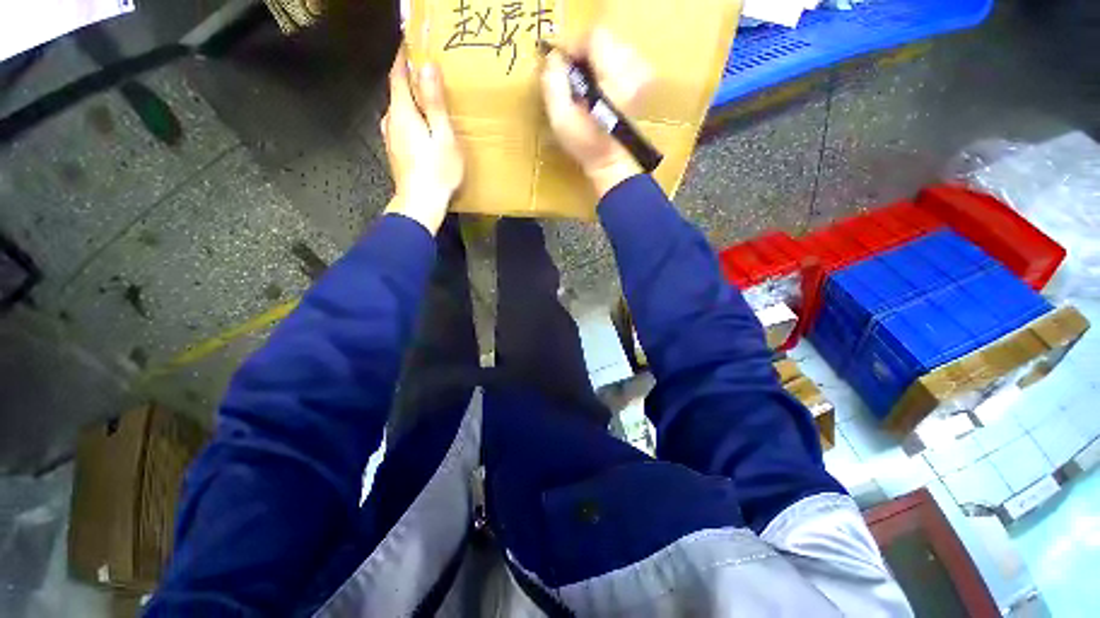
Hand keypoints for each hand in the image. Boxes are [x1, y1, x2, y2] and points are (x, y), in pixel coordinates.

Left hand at [382, 47, 464, 234]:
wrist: (420, 203)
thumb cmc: (436, 171)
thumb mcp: (443, 136)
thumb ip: (434, 102)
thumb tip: (427, 66)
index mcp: (403, 112)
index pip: (398, 74)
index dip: (404, 56)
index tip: (413, 41)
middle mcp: (391, 120)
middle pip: (397, 91)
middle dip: (409, 78)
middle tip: (427, 71)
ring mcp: (390, 138)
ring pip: (398, 109)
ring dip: (410, 99)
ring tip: (426, 99)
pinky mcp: (395, 152)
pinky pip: (401, 125)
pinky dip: (410, 117)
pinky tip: (421, 126)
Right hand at [541, 29, 652, 197]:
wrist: (612, 162)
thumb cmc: (586, 146)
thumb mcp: (561, 120)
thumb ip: (553, 84)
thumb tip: (554, 58)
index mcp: (616, 82)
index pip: (596, 38)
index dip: (575, 46)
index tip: (563, 64)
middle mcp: (635, 72)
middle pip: (606, 39)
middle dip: (585, 54)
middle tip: (573, 76)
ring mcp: (643, 75)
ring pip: (614, 46)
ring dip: (596, 59)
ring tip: (586, 84)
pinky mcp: (645, 79)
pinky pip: (623, 56)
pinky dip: (607, 65)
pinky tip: (600, 86)